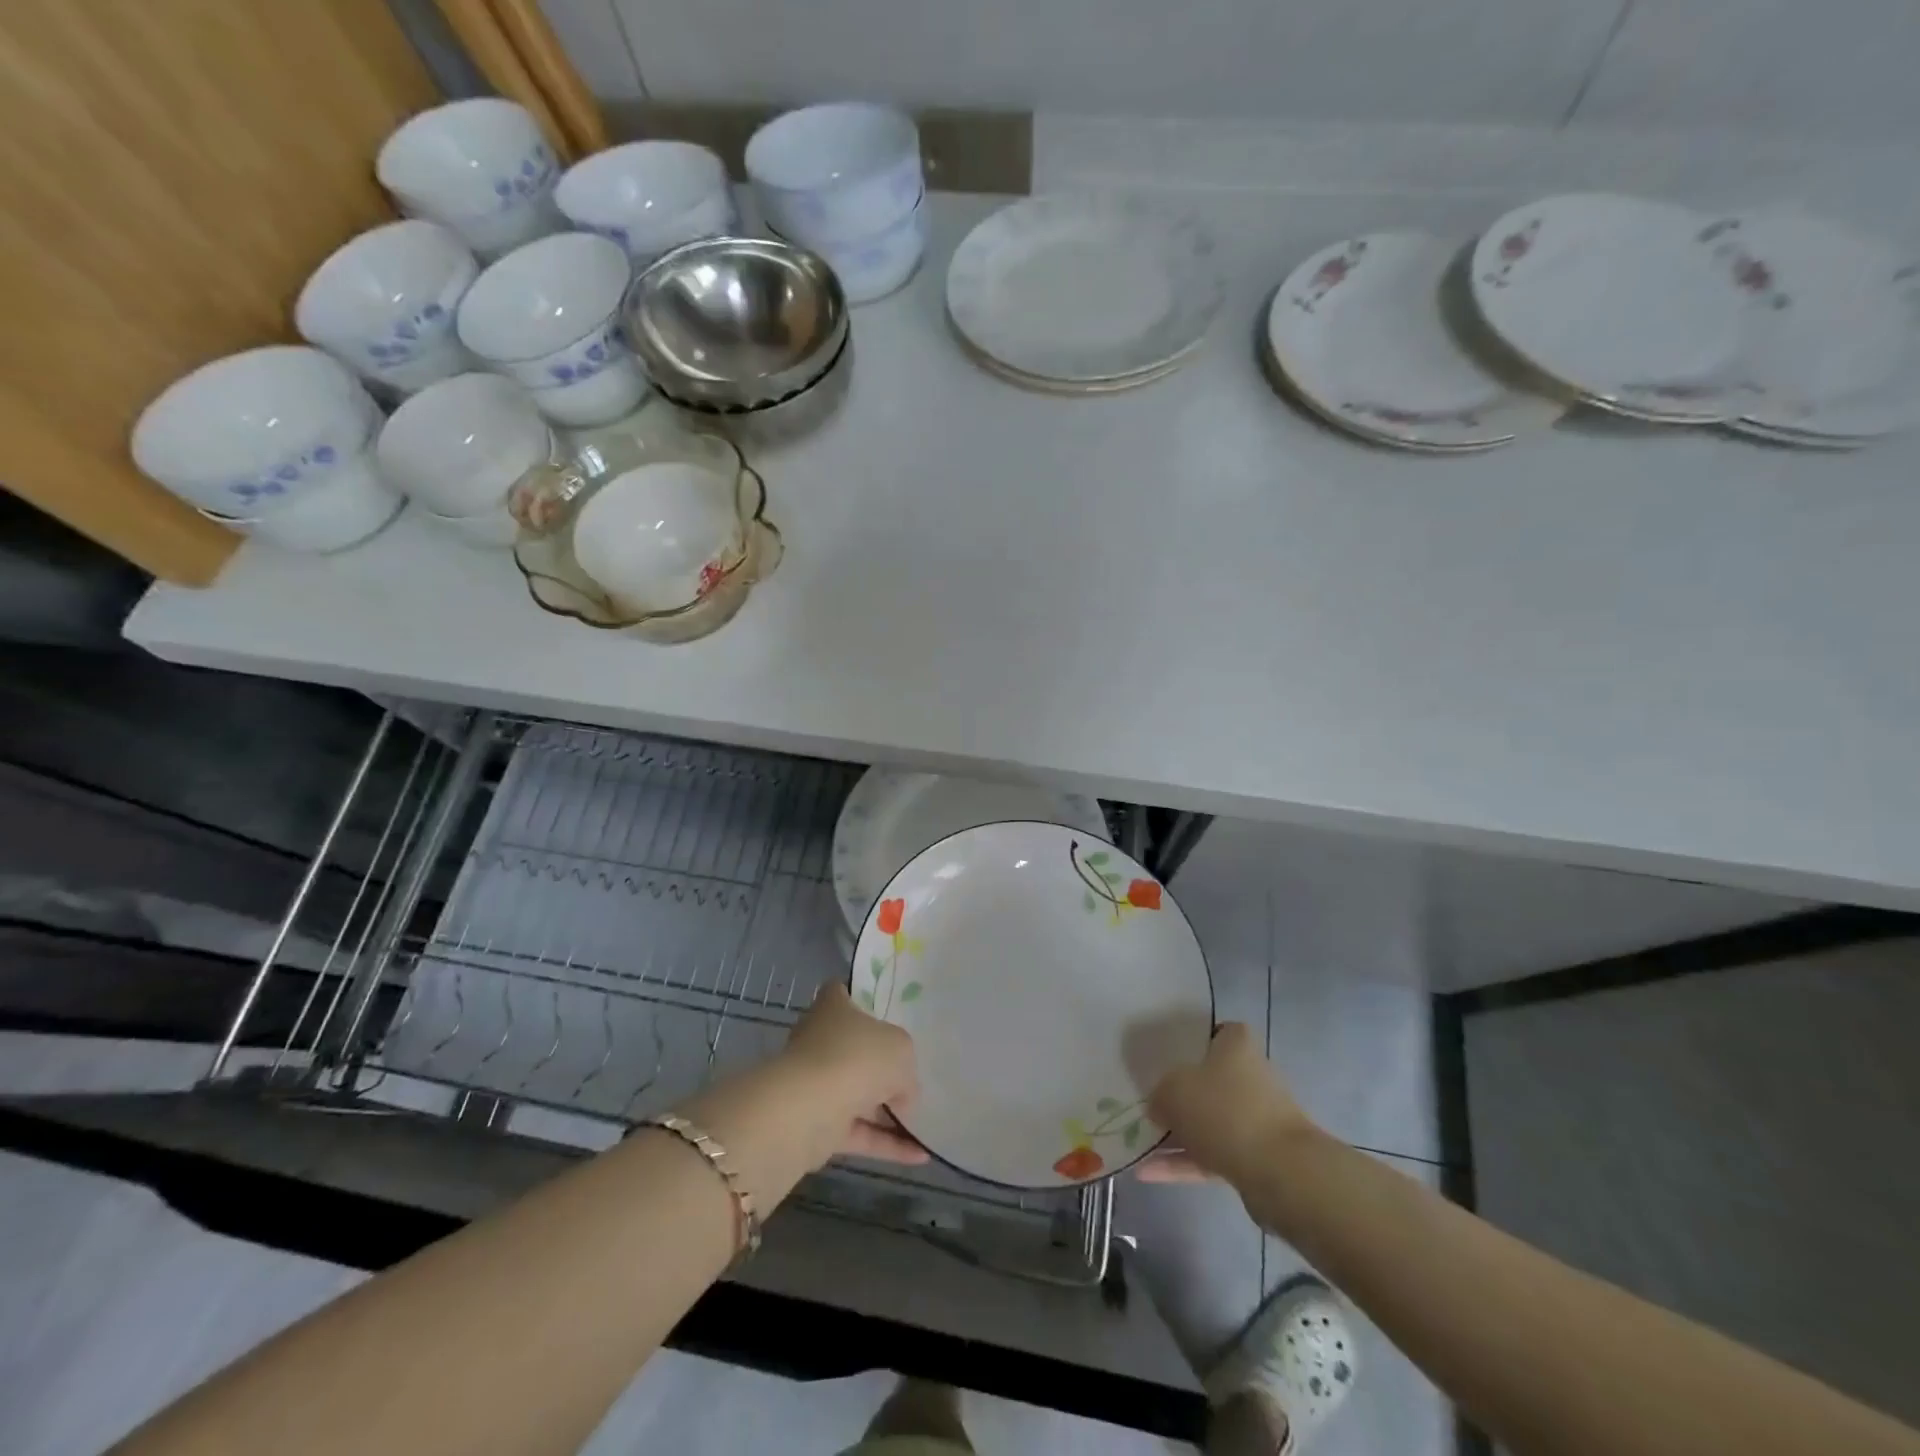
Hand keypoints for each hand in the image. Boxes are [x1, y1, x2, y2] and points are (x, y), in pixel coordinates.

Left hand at [779, 983, 925, 1165]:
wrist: (811, 1108)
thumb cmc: (857, 1056)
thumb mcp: (900, 1050)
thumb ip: (905, 1067)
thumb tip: (901, 1092)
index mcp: (833, 1008)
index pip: (841, 994)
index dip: (861, 1001)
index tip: (884, 1014)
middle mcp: (820, 1041)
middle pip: (853, 1048)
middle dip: (879, 1065)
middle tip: (912, 1075)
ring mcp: (817, 1084)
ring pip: (856, 1094)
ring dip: (886, 1111)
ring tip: (924, 1123)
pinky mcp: (818, 1125)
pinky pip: (858, 1132)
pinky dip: (885, 1144)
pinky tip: (918, 1155)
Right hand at [1139, 1023, 1313, 1185]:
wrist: (1280, 1172)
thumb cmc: (1224, 1110)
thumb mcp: (1173, 1090)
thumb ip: (1160, 1094)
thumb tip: (1160, 1107)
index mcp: (1237, 1045)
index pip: (1214, 1033)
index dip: (1189, 1043)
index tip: (1163, 1058)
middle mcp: (1251, 1076)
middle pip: (1208, 1081)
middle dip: (1179, 1096)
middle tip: (1145, 1102)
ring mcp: (1255, 1119)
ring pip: (1208, 1122)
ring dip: (1177, 1135)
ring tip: (1138, 1144)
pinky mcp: (1255, 1157)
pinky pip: (1211, 1155)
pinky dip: (1183, 1163)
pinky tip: (1148, 1172)